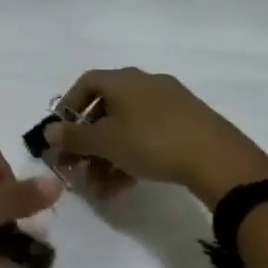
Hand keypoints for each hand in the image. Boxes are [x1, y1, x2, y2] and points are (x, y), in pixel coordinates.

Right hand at [45, 69, 267, 209]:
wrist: (218, 159)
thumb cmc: (151, 141)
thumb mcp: (105, 142)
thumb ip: (73, 137)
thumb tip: (49, 132)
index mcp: (124, 80)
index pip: (86, 83)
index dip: (68, 107)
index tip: (61, 133)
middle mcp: (145, 85)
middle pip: (105, 109)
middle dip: (87, 140)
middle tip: (76, 165)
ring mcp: (170, 105)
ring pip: (126, 127)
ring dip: (106, 156)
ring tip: (97, 186)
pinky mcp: (188, 125)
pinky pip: (148, 137)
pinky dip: (130, 157)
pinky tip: (122, 187)